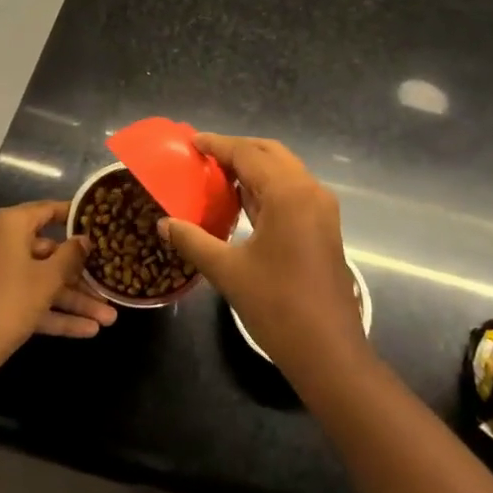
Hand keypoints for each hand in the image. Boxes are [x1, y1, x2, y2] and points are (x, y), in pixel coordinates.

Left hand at [0, 201, 116, 374]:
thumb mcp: (47, 278)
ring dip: (73, 301)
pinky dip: (54, 314)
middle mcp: (0, 243)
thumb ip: (70, 256)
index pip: (47, 211)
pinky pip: (29, 300)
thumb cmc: (9, 301)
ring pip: (41, 282)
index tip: (99, 222)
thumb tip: (83, 240)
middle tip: (109, 285)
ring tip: (109, 319)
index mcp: (9, 225)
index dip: (74, 217)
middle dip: (81, 276)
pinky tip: (87, 331)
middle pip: (49, 253)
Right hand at [158, 135, 367, 380]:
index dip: (218, 145)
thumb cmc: (277, 306)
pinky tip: (243, 200)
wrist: (329, 351)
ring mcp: (320, 209)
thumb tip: (164, 223)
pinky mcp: (323, 227)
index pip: (248, 154)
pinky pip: (292, 191)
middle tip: (205, 155)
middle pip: (270, 154)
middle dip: (238, 149)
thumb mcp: (228, 271)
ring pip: (284, 171)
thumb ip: (193, 241)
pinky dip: (267, 187)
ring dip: (254, 167)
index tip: (192, 141)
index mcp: (288, 193)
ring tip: (218, 173)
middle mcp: (309, 191)